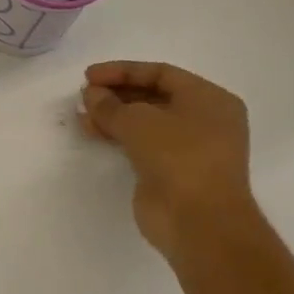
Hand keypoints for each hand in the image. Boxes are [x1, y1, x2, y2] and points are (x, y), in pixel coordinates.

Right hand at [78, 61, 257, 266]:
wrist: (199, 222)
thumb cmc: (179, 158)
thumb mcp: (139, 121)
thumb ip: (110, 104)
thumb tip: (91, 95)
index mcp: (210, 99)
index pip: (161, 73)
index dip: (122, 71)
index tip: (89, 76)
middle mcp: (204, 120)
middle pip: (153, 97)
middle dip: (117, 94)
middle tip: (85, 95)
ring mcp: (189, 149)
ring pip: (146, 123)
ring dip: (114, 116)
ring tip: (82, 115)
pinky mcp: (173, 172)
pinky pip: (142, 145)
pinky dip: (119, 136)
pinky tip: (93, 132)